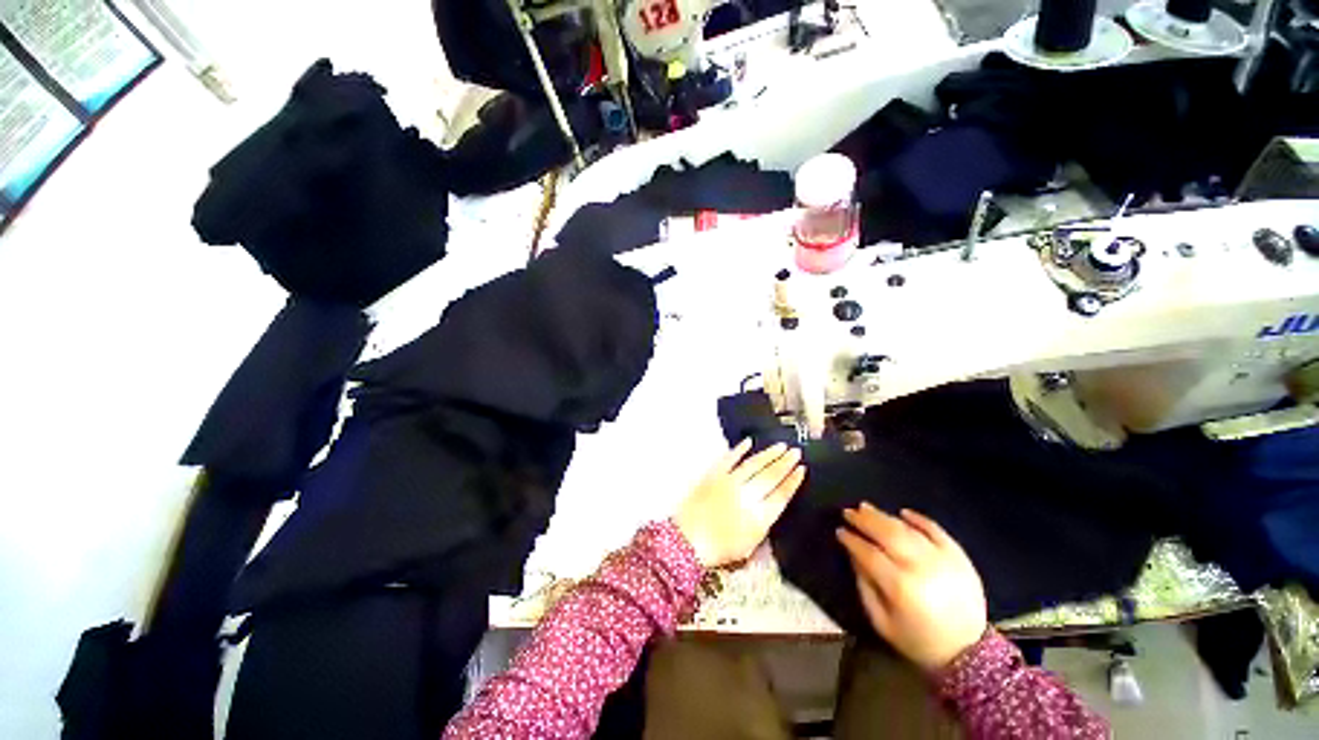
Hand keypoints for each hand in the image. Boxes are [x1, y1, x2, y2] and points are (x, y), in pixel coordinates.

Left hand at [674, 440, 805, 567]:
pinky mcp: (715, 475)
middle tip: (796, 451)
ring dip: (769, 454)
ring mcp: (730, 482)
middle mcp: (748, 496)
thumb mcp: (749, 546)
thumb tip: (771, 507)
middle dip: (785, 463)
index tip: (802, 469)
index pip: (782, 495)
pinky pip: (730, 458)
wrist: (688, 540)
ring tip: (781, 446)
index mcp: (760, 517)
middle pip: (771, 476)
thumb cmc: (719, 549)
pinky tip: (749, 442)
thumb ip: (763, 526)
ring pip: (754, 464)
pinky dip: (739, 449)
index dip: (793, 481)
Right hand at [836, 503, 987, 672]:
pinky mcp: (959, 557)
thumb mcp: (882, 622)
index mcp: (900, 587)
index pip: (869, 554)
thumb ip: (865, 587)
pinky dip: (919, 519)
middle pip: (887, 534)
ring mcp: (942, 559)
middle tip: (849, 512)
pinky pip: (936, 531)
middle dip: (864, 521)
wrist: (969, 653)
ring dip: (884, 516)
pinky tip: (903, 513)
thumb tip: (854, 556)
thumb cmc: (918, 640)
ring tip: (866, 507)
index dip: (852, 540)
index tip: (840, 531)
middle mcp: (920, 567)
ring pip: (907, 530)